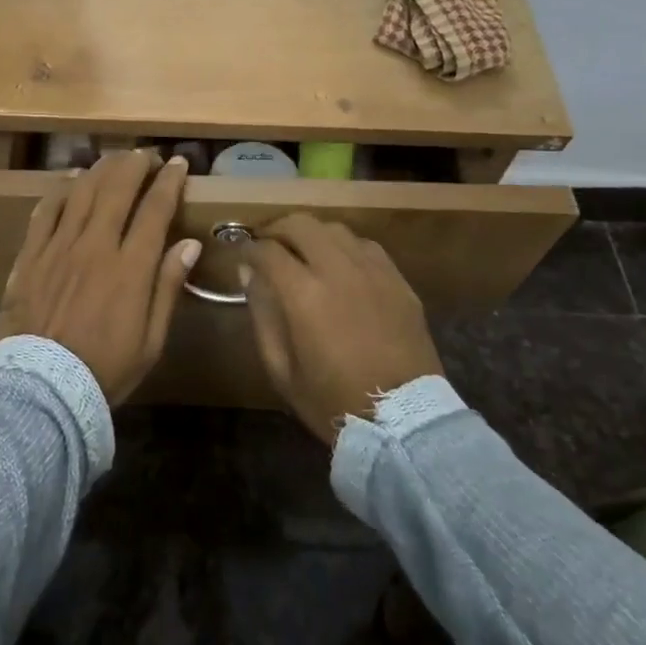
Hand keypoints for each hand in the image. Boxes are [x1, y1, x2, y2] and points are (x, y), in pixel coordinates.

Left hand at [0, 150, 201, 404]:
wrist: (41, 389)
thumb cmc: (104, 369)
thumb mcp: (151, 340)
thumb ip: (168, 287)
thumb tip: (188, 243)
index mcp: (130, 268)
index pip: (154, 209)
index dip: (169, 181)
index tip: (179, 164)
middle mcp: (95, 246)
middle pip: (117, 189)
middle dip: (136, 164)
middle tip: (147, 156)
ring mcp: (58, 247)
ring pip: (81, 191)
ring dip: (101, 169)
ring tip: (114, 161)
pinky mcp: (30, 255)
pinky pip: (45, 210)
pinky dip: (60, 189)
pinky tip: (71, 180)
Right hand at [242, 214, 442, 443]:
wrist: (402, 420)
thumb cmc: (332, 400)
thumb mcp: (281, 368)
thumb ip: (262, 314)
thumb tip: (249, 273)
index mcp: (303, 293)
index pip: (267, 250)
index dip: (249, 249)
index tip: (243, 256)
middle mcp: (337, 270)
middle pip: (301, 224)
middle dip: (277, 229)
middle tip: (269, 245)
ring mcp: (372, 271)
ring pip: (335, 228)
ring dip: (312, 234)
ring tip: (304, 251)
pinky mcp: (398, 280)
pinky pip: (366, 246)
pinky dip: (345, 247)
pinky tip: (341, 265)